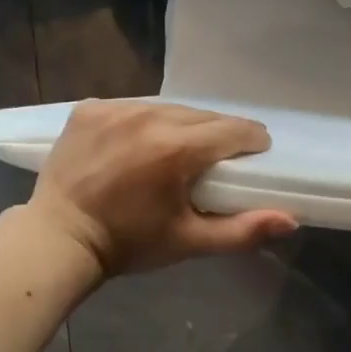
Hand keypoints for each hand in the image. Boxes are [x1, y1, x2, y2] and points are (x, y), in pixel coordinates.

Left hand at [26, 101, 297, 277]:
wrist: (59, 238)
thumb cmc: (130, 243)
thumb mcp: (190, 241)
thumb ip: (243, 230)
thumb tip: (291, 219)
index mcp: (176, 148)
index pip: (233, 130)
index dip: (250, 143)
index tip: (252, 156)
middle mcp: (148, 117)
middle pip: (203, 116)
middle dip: (216, 136)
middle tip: (214, 161)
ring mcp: (115, 108)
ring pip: (168, 109)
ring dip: (181, 126)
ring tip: (177, 151)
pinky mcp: (90, 108)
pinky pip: (133, 107)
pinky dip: (144, 122)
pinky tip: (139, 144)